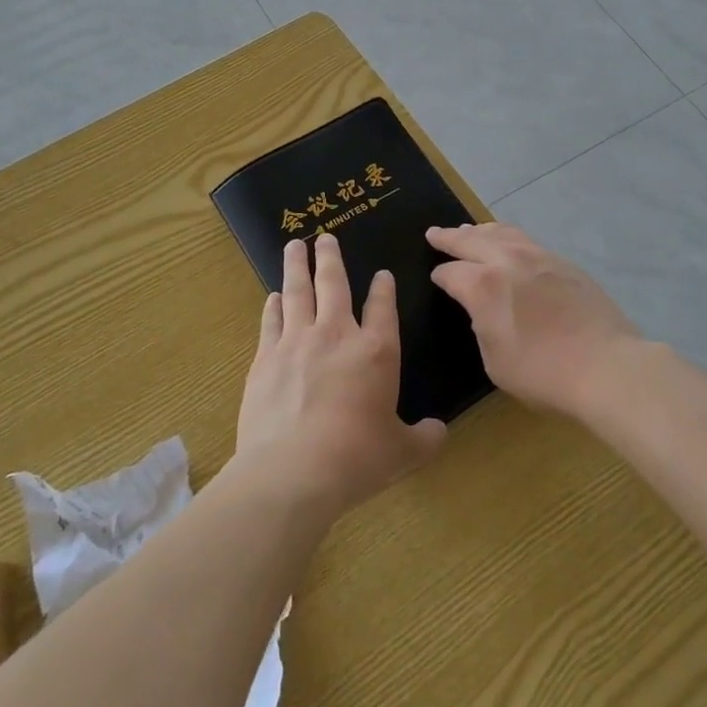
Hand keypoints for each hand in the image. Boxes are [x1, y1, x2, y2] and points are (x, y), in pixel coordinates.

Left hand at [234, 233, 446, 513]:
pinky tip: (273, 296)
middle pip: (333, 283)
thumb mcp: (402, 453)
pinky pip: (271, 320)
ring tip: (294, 246)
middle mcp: (337, 334)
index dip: (383, 288)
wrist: (292, 470)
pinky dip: (273, 305)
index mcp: (376, 351)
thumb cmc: (356, 458)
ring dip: (297, 266)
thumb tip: (440, 432)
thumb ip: (424, 438)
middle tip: (324, 236)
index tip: (382, 273)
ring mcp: (297, 342)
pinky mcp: (265, 358)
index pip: (382, 307)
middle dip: (330, 257)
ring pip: (298, 291)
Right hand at [427, 223, 640, 416]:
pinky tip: (509, 244)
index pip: (451, 273)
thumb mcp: (495, 361)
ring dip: (480, 230)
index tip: (435, 277)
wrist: (605, 365)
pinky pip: (526, 240)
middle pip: (471, 240)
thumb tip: (483, 310)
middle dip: (449, 237)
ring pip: (501, 232)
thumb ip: (482, 327)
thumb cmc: (543, 372)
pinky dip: (508, 237)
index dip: (440, 276)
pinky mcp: (563, 262)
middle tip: (434, 233)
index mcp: (483, 286)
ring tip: (469, 230)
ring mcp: (538, 256)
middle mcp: (507, 261)